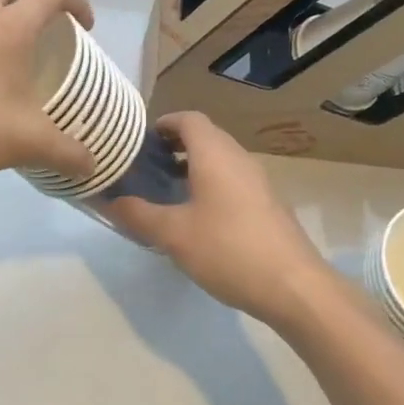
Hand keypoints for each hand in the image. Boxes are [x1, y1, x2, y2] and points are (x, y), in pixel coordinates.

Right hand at [105, 112, 332, 326]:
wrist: (294, 285)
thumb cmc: (228, 249)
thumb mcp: (174, 235)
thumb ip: (139, 215)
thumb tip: (110, 202)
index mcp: (214, 154)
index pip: (188, 119)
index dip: (163, 124)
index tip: (140, 142)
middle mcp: (238, 158)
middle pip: (205, 136)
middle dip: (175, 146)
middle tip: (147, 167)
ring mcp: (258, 181)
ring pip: (220, 159)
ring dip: (194, 166)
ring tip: (168, 192)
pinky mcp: (268, 203)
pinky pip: (233, 180)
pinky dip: (212, 184)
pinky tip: (199, 217)